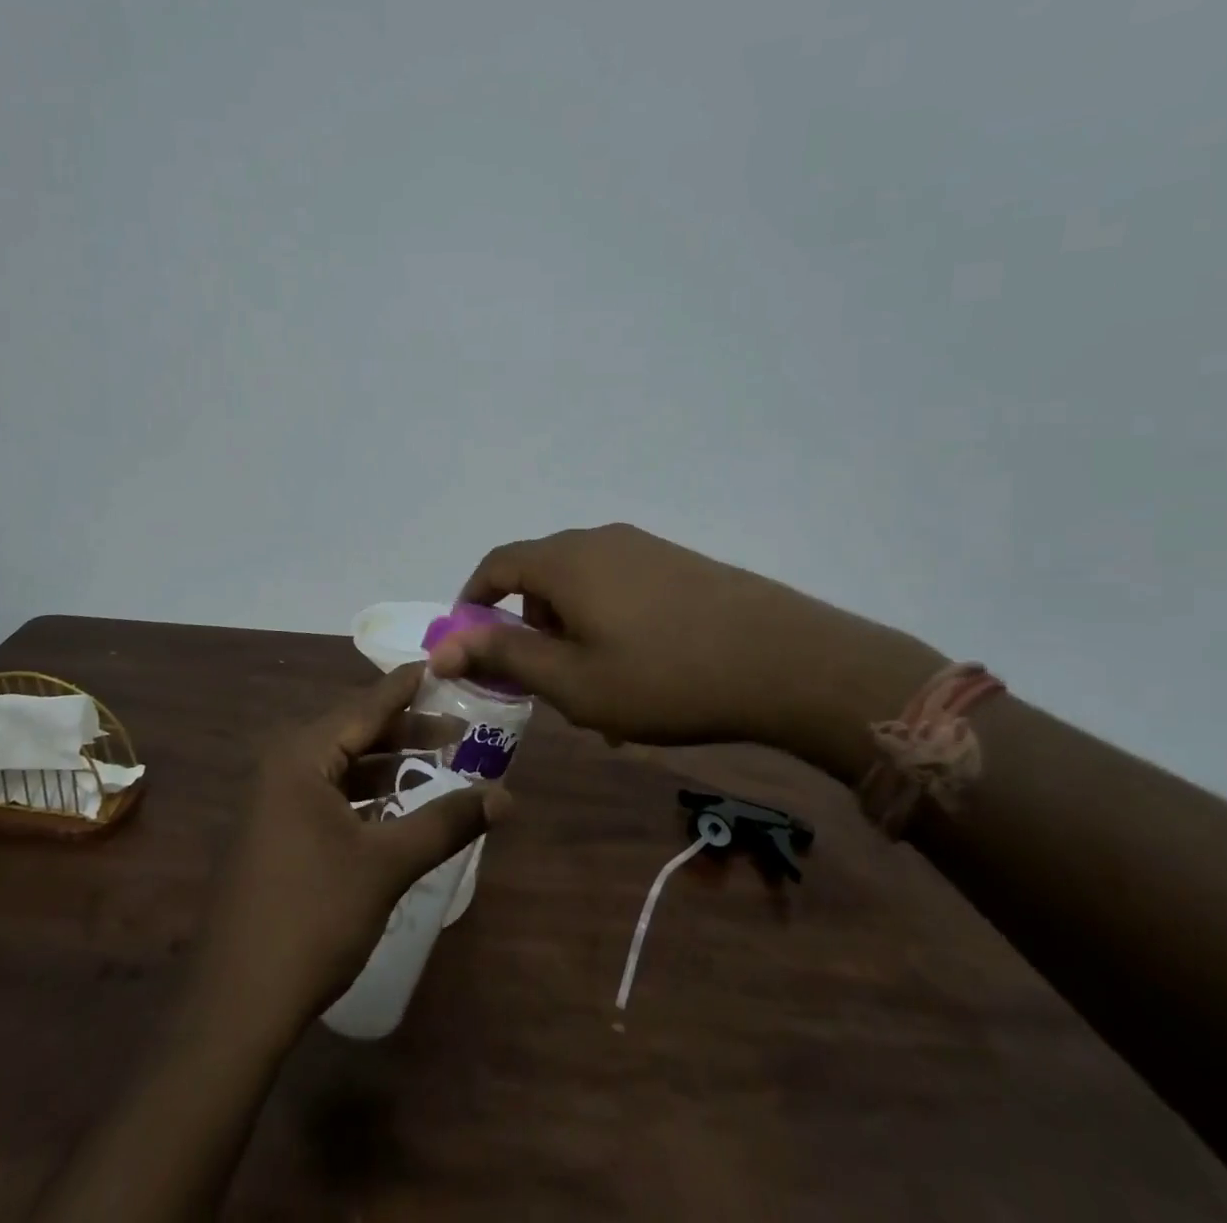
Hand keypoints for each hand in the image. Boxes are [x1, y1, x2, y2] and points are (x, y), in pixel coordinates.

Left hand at [190, 665, 505, 1042]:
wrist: (237, 1005)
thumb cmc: (314, 916)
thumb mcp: (387, 864)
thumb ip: (447, 822)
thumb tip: (507, 796)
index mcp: (301, 756)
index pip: (366, 705)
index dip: (407, 686)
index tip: (441, 664)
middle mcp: (283, 766)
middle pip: (355, 733)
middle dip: (406, 731)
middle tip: (458, 728)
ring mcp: (274, 801)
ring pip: (343, 766)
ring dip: (387, 764)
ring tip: (437, 761)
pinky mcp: (275, 833)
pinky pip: (328, 794)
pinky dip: (365, 794)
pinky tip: (396, 806)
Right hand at [428, 523, 942, 773]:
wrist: (784, 661)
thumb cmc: (662, 676)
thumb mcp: (572, 681)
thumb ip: (504, 657)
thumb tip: (442, 646)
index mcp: (565, 561)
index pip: (497, 565)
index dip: (475, 601)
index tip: (472, 643)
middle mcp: (599, 541)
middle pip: (541, 575)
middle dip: (529, 625)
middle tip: (542, 679)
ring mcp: (644, 548)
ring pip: (583, 585)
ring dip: (571, 629)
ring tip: (596, 686)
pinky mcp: (679, 563)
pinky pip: (621, 587)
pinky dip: (608, 622)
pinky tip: (639, 671)